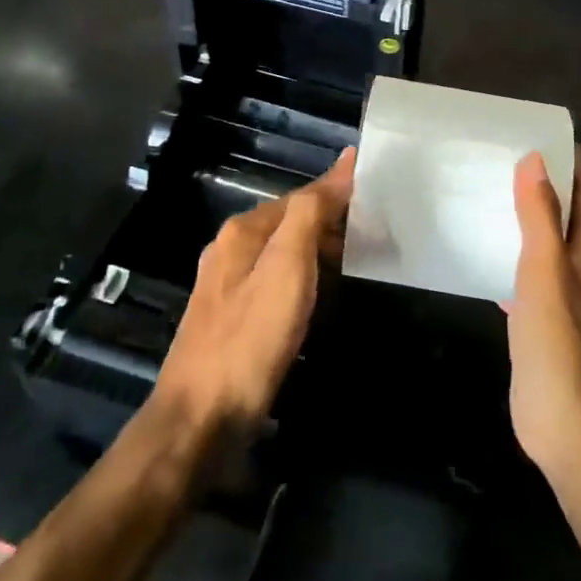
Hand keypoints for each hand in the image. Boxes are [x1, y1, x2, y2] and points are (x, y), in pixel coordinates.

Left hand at [154, 150, 354, 438]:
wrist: (201, 419)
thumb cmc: (250, 338)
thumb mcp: (287, 266)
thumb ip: (312, 212)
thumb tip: (344, 161)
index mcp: (243, 231)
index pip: (301, 197)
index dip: (338, 193)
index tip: (379, 197)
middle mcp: (231, 250)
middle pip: (290, 223)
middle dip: (331, 225)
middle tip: (378, 235)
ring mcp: (228, 288)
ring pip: (283, 255)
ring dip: (320, 254)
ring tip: (361, 263)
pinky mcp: (232, 321)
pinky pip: (277, 284)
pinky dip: (306, 283)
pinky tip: (323, 300)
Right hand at [508, 149, 580, 479]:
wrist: (569, 428)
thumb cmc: (560, 344)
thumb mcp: (545, 273)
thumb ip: (540, 217)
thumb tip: (535, 160)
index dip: (573, 161)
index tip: (540, 134)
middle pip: (569, 215)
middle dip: (545, 185)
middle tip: (504, 159)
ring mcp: (565, 299)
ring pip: (548, 245)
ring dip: (527, 220)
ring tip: (490, 196)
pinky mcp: (544, 324)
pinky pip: (528, 277)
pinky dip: (511, 258)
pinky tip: (484, 255)